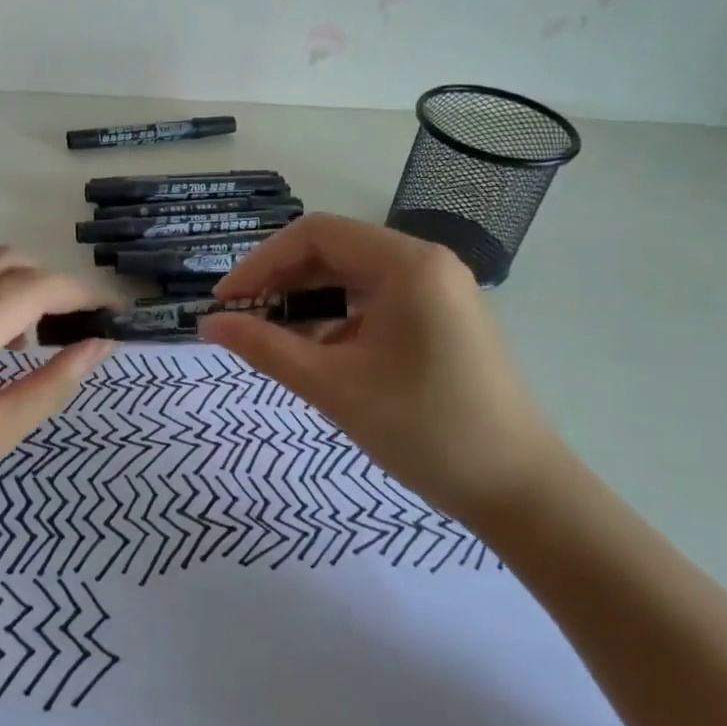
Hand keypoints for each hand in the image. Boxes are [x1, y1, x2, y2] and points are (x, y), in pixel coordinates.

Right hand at [199, 214, 565, 521]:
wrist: (519, 491)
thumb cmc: (424, 431)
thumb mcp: (333, 387)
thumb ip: (265, 348)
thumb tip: (208, 325)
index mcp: (406, 264)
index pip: (315, 234)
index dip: (261, 263)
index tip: (225, 302)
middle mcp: (426, 263)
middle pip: (334, 251)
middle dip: (281, 283)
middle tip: (241, 322)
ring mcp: (438, 291)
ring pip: (353, 279)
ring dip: (307, 303)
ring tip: (271, 341)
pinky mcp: (441, 319)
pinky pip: (375, 303)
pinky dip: (337, 321)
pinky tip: (315, 355)